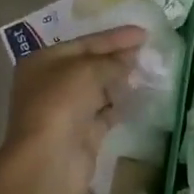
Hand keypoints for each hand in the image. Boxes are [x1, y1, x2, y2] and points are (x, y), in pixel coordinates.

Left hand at [0, 25, 147, 193]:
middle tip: (149, 51)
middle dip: (118, 58)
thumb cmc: (60, 104)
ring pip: (99, 89)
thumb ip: (112, 61)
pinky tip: (141, 95)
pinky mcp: (82, 133)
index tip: (143, 33)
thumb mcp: (87, 71)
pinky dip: (121, 104)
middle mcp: (51, 84)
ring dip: (122, 80)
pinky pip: (106, 112)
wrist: (49, 160)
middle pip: (90, 65)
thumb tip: (130, 59)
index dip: (114, 37)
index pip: (84, 43)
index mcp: (43, 62)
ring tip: (150, 70)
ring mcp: (67, 110)